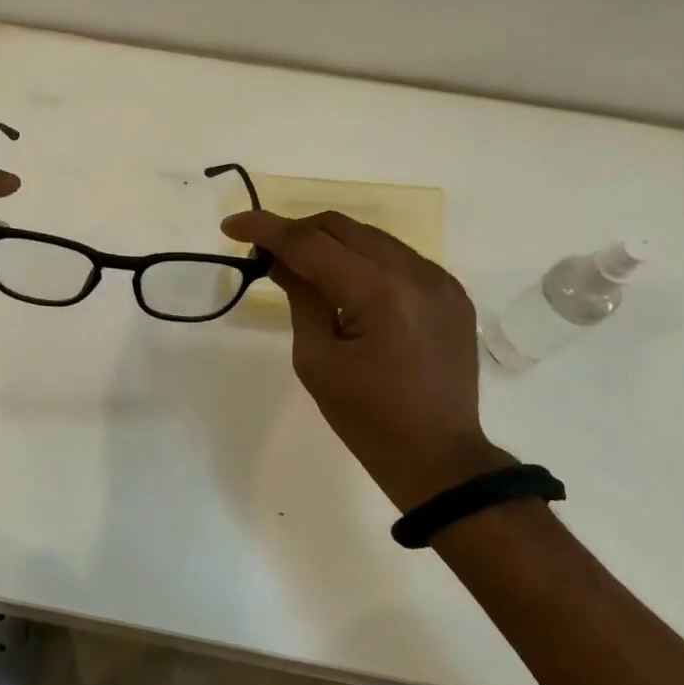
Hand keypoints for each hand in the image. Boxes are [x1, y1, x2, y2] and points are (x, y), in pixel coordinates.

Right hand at [219, 209, 511, 509]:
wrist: (440, 459)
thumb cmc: (368, 419)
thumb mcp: (317, 360)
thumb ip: (300, 298)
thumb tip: (281, 259)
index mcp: (378, 294)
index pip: (310, 242)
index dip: (265, 228)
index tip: (231, 225)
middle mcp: (414, 273)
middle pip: (341, 227)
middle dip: (296, 232)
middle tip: (266, 254)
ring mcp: (439, 280)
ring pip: (370, 236)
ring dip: (330, 243)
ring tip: (304, 268)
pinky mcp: (451, 292)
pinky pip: (397, 256)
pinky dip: (364, 259)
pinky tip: (348, 285)